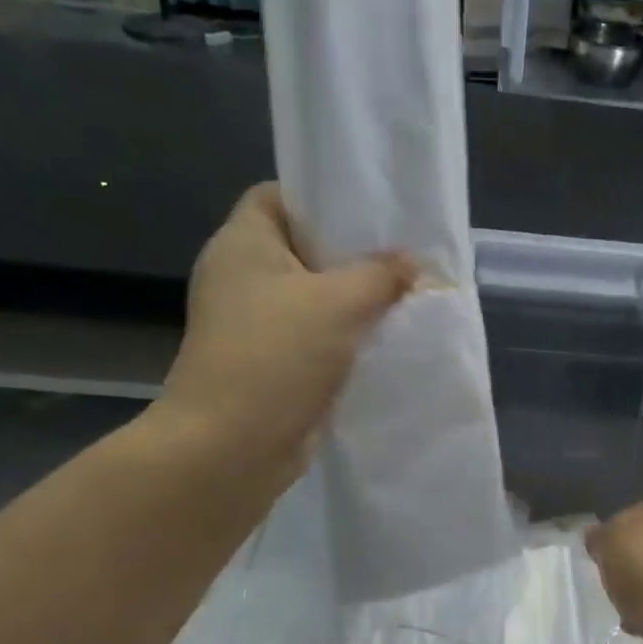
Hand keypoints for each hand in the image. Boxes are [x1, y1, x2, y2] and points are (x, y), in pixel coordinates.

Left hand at [153, 184, 415, 482]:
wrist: (232, 447)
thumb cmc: (277, 355)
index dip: (320, 197)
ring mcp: (253, 324)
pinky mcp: (270, 363)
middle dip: (351, 254)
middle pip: (302, 248)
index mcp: (243, 244)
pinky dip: (345, 337)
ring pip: (313, 297)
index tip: (369, 213)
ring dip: (354, 300)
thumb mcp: (340, 303)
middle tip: (401, 256)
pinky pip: (314, 336)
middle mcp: (242, 277)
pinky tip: (385, 340)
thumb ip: (381, 274)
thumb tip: (411, 262)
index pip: (277, 196)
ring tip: (403, 297)